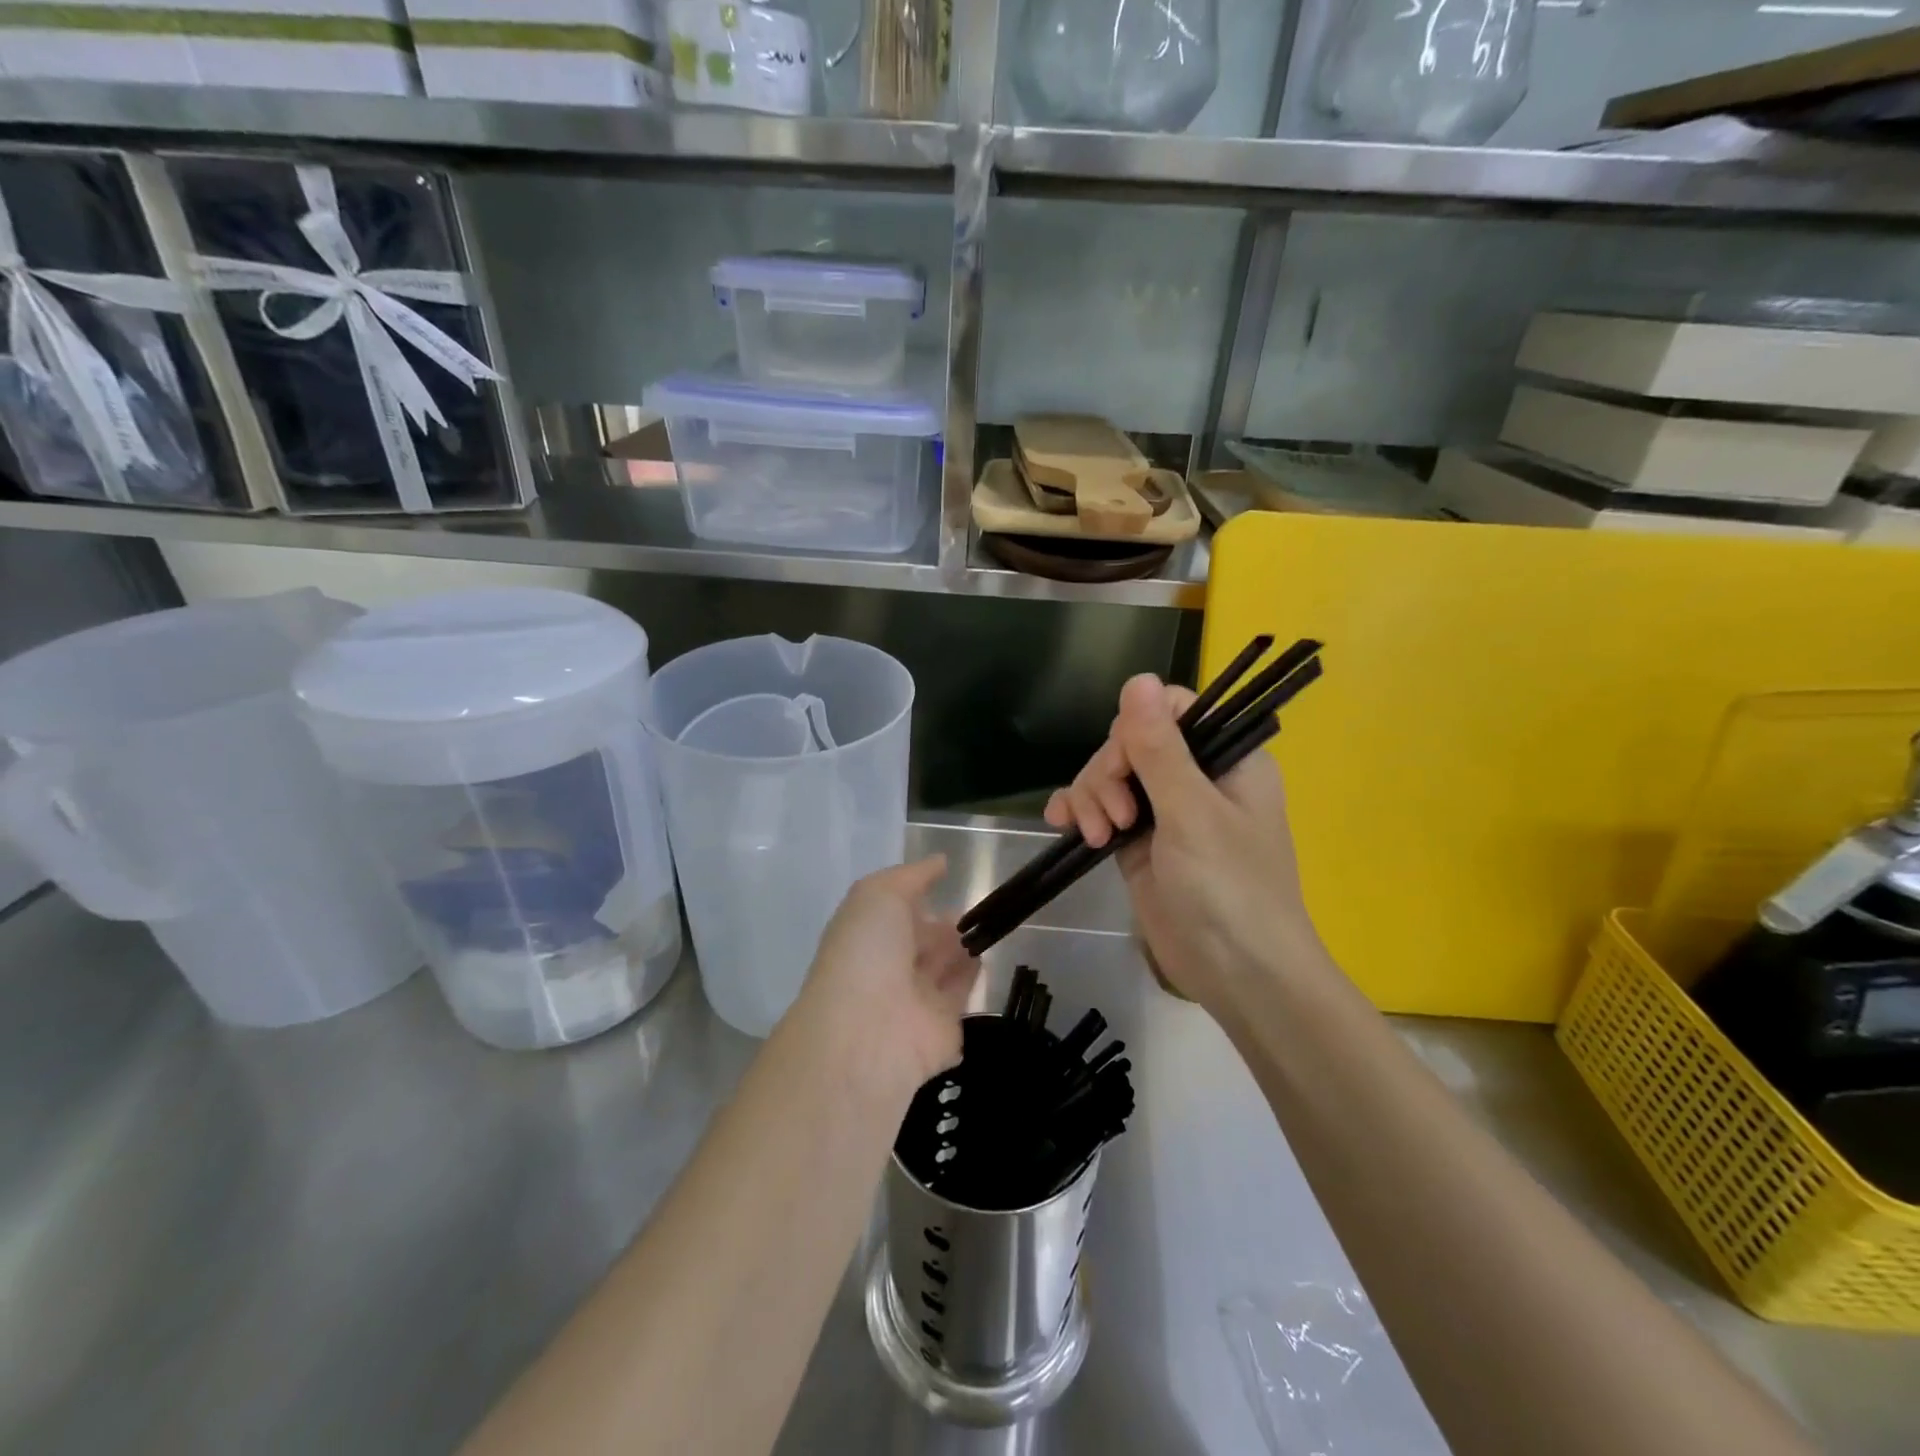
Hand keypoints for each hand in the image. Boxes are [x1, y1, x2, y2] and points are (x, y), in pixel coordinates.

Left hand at [790, 856, 979, 1097]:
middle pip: (919, 941)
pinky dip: (971, 977)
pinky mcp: (941, 1031)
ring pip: (941, 967)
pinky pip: (959, 997)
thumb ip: (912, 876)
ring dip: (960, 947)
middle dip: (941, 923)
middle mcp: (887, 967)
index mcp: (866, 935)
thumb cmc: (867, 954)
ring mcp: (913, 1001)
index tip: (946, 879)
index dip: (916, 895)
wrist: (868, 1034)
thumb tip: (939, 862)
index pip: (893, 912)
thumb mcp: (879, 895)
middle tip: (976, 905)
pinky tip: (987, 956)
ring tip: (989, 924)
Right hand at [1044, 675, 1322, 1012]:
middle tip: (1116, 820)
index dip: (1135, 730)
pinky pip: (1100, 811)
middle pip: (1130, 743)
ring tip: (1098, 838)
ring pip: (1110, 777)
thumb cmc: (1228, 888)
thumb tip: (1137, 678)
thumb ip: (1160, 748)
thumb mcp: (1191, 812)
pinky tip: (1062, 824)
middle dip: (1108, 775)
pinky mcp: (1139, 843)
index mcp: (1226, 758)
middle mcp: (1196, 777)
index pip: (1170, 710)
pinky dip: (1080, 813)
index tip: (1125, 768)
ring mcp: (1165, 812)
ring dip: (1092, 799)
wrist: (1237, 976)